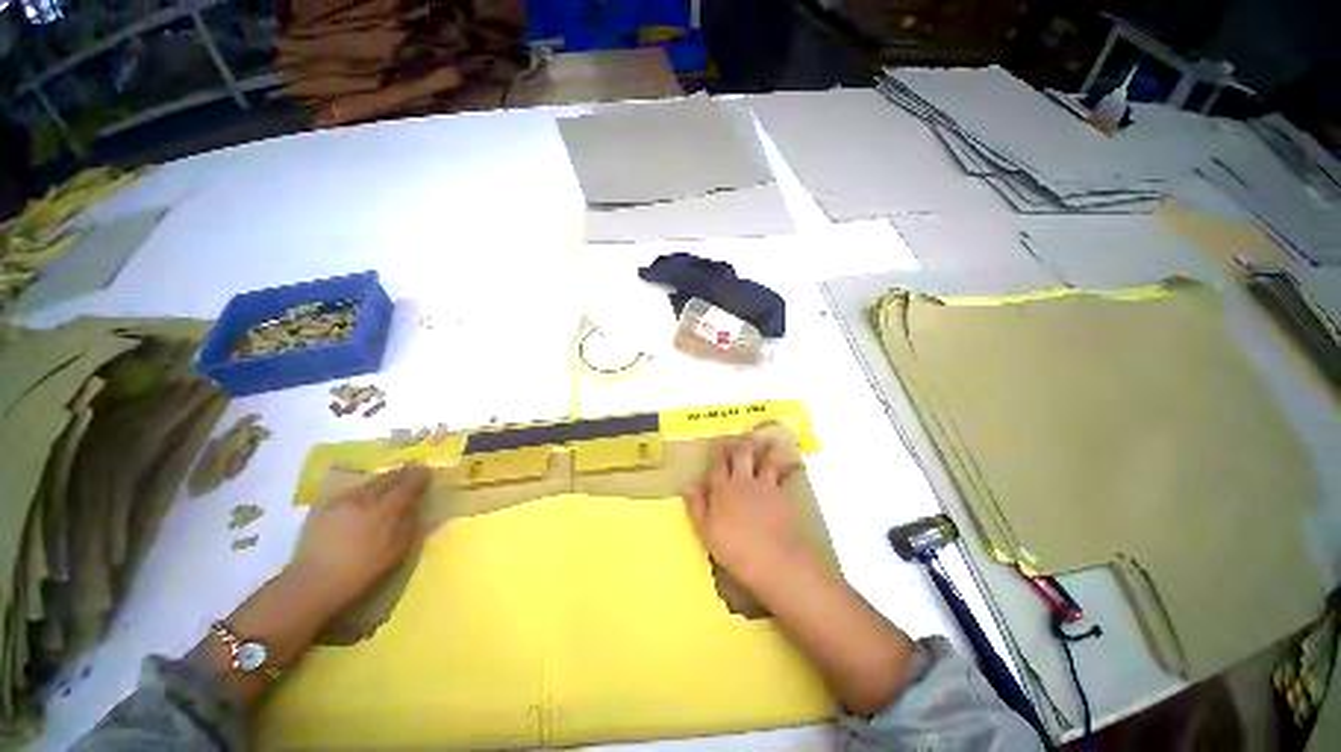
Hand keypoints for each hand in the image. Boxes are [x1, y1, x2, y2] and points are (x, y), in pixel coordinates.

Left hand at [289, 464, 431, 614]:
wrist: (313, 582)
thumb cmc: (360, 572)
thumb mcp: (395, 553)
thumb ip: (409, 525)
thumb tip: (416, 506)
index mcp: (382, 511)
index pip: (406, 486)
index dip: (419, 477)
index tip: (428, 472)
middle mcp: (362, 500)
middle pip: (387, 478)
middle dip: (403, 473)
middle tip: (414, 470)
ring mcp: (341, 501)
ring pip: (368, 482)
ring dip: (384, 479)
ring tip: (392, 480)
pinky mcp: (324, 507)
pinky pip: (351, 490)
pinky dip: (365, 488)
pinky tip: (367, 494)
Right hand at [682, 435, 812, 591]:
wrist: (772, 559)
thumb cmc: (734, 548)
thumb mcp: (706, 530)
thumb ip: (696, 505)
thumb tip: (686, 485)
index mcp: (722, 488)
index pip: (718, 463)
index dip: (717, 449)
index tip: (717, 439)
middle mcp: (743, 481)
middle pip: (741, 454)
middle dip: (740, 442)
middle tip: (742, 434)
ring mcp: (765, 486)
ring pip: (765, 460)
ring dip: (767, 449)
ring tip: (769, 440)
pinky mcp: (783, 495)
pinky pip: (786, 476)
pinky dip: (789, 468)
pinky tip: (795, 464)